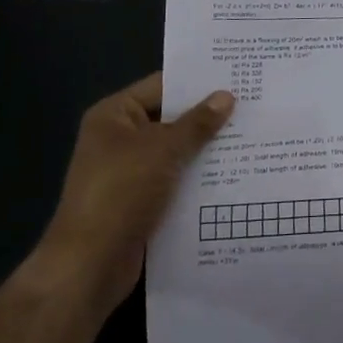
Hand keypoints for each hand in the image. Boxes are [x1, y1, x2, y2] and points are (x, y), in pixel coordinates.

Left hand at [37, 73, 234, 302]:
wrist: (90, 266)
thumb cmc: (122, 193)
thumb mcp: (163, 150)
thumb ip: (197, 123)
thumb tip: (227, 96)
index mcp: (114, 115)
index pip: (161, 86)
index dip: (197, 81)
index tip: (236, 76)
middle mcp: (119, 138)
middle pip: (170, 119)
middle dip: (207, 117)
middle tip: (252, 105)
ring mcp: (129, 172)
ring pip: (175, 152)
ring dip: (206, 149)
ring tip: (252, 137)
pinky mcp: (140, 202)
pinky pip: (175, 180)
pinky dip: (198, 178)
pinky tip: (233, 174)